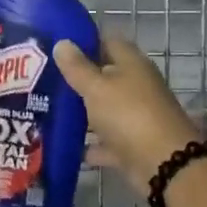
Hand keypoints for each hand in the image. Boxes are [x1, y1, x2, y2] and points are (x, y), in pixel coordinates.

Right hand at [53, 34, 201, 194]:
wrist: (164, 165)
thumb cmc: (129, 115)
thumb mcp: (97, 87)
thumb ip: (77, 67)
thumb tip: (62, 42)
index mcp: (131, 64)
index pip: (107, 41)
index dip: (83, 41)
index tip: (55, 46)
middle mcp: (136, 86)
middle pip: (104, 77)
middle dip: (76, 79)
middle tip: (42, 79)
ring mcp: (135, 117)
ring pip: (103, 110)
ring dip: (80, 113)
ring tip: (45, 110)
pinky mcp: (131, 145)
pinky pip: (105, 141)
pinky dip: (89, 145)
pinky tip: (63, 146)